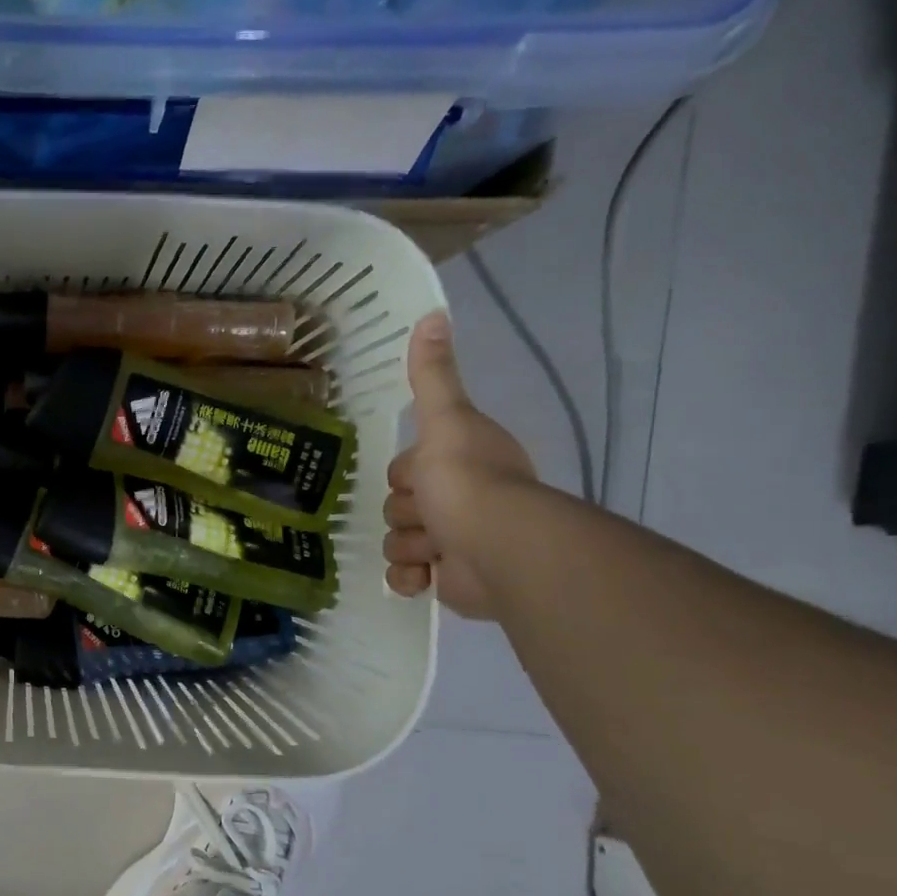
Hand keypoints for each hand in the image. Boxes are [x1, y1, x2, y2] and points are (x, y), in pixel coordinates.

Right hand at [383, 312, 535, 619]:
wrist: (498, 548)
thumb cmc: (468, 482)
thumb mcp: (445, 421)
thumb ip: (433, 376)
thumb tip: (432, 314)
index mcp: (459, 465)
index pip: (404, 470)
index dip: (406, 476)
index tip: (423, 479)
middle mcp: (459, 502)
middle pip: (398, 507)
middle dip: (408, 516)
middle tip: (433, 516)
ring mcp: (454, 544)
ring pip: (398, 543)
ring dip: (409, 547)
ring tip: (437, 549)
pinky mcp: (449, 581)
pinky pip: (406, 579)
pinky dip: (409, 580)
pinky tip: (425, 577)